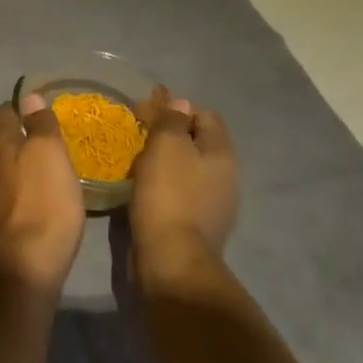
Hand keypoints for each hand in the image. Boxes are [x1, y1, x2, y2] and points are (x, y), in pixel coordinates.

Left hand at [0, 93, 85, 299]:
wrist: (21, 274)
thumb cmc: (42, 205)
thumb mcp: (50, 155)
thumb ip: (40, 124)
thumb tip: (28, 96)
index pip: (4, 113)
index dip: (21, 108)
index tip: (40, 112)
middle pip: (0, 143)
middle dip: (20, 140)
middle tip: (49, 146)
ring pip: (0, 172)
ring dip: (18, 170)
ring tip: (45, 176)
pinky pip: (4, 199)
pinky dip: (18, 196)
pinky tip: (35, 206)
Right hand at [129, 87, 237, 281]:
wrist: (171, 260)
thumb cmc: (169, 194)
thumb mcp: (167, 145)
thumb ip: (173, 118)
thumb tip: (180, 102)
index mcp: (221, 153)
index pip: (203, 114)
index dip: (175, 107)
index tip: (144, 111)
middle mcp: (225, 176)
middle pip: (196, 140)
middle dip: (168, 132)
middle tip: (138, 132)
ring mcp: (214, 204)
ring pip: (188, 167)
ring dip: (165, 158)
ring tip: (136, 158)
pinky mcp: (197, 225)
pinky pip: (181, 191)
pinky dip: (164, 182)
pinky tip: (144, 186)